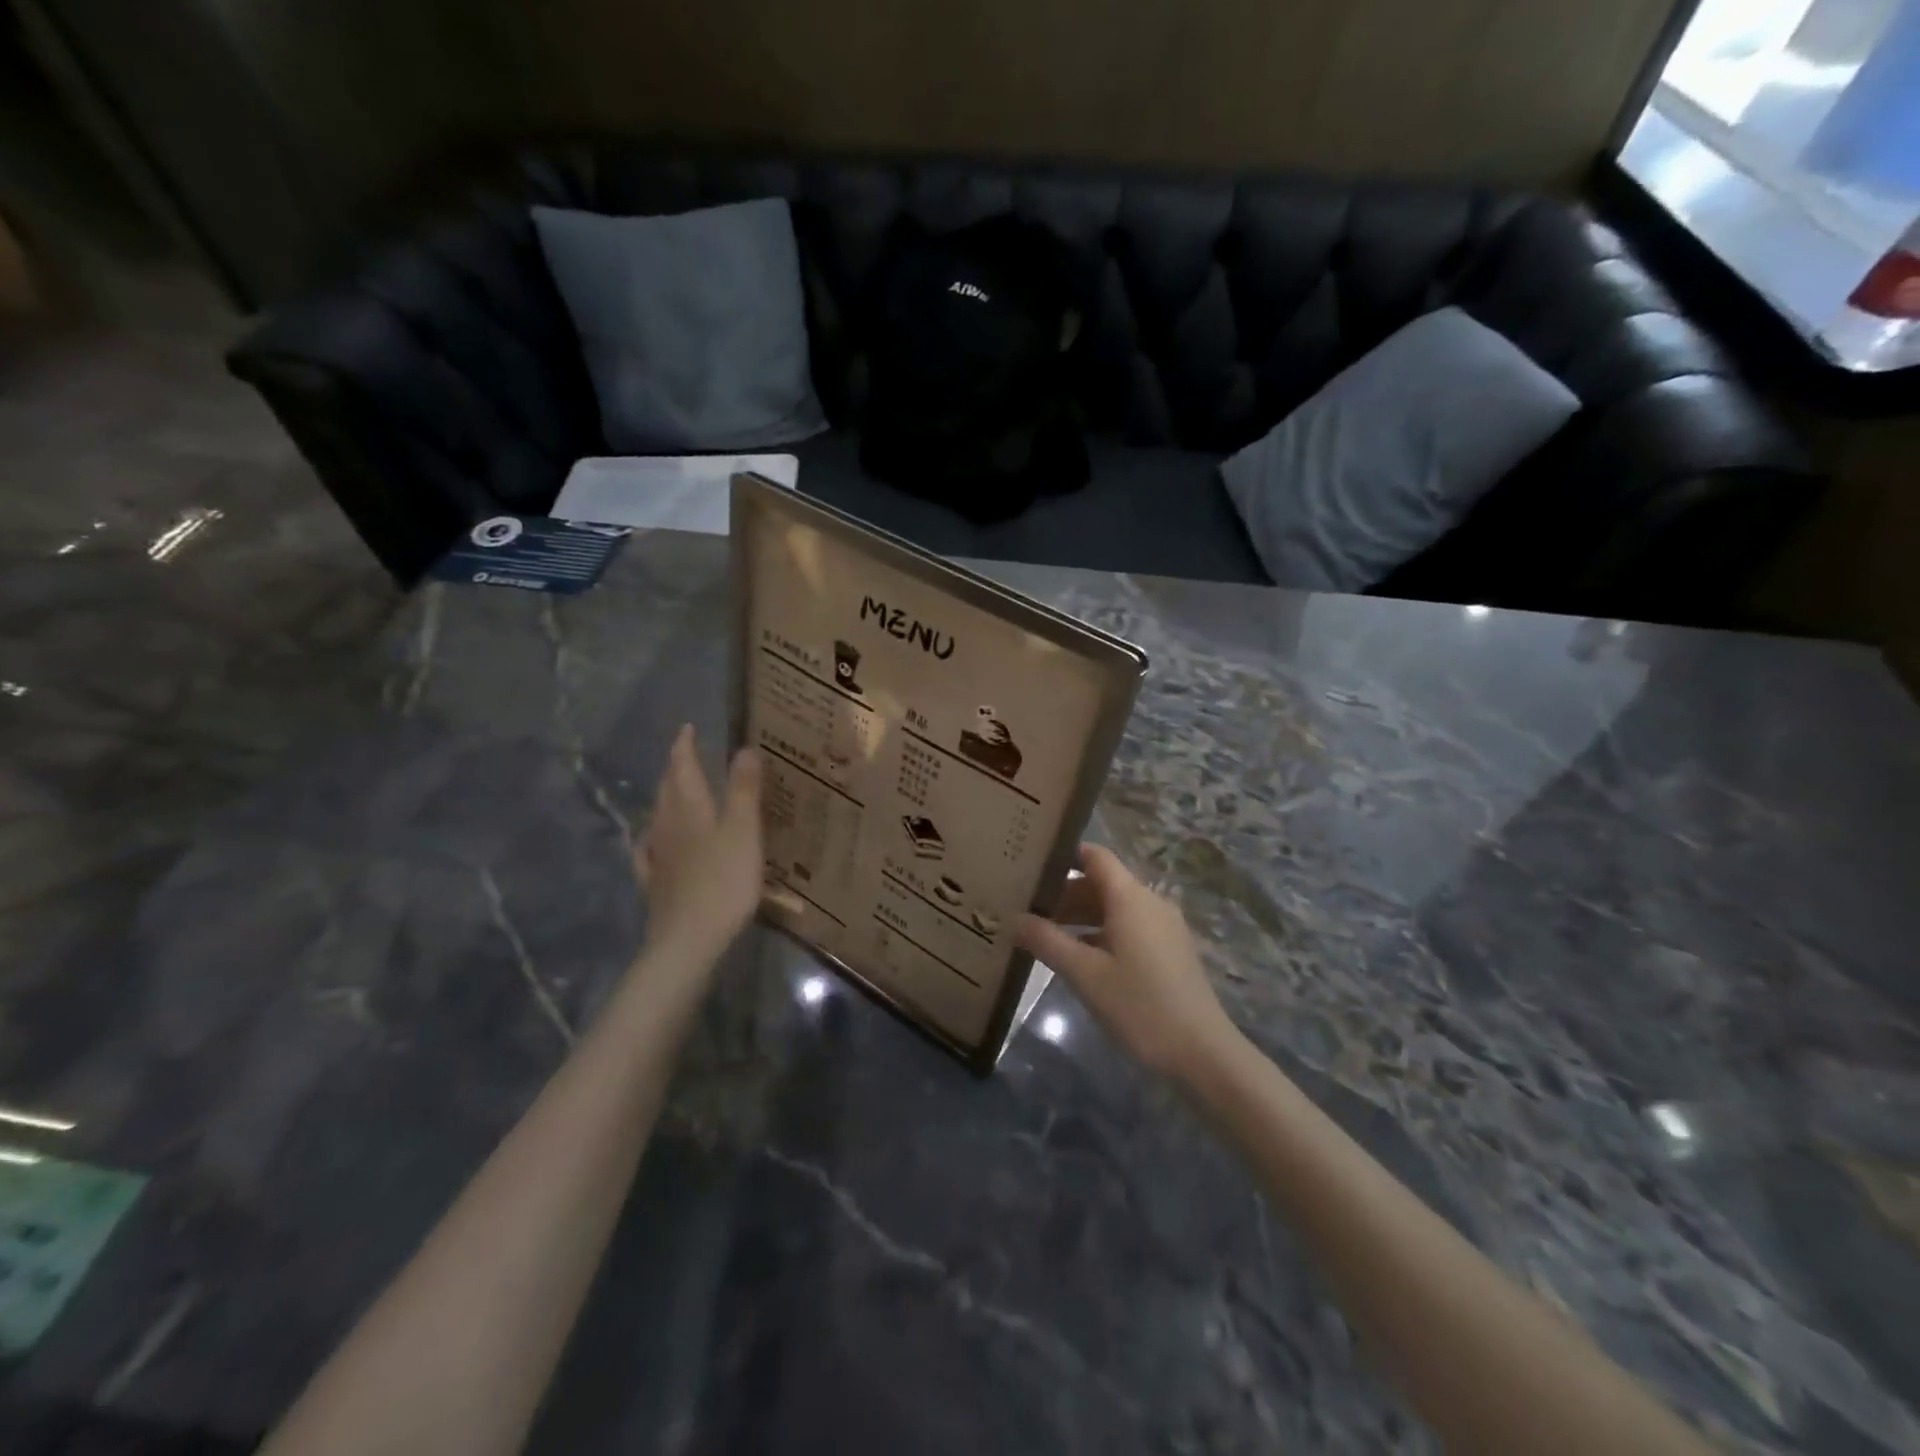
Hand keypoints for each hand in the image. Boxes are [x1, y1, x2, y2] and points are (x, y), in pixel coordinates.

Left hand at [634, 726, 764, 963]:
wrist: (688, 939)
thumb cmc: (723, 881)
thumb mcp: (744, 830)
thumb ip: (744, 789)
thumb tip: (743, 748)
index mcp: (689, 808)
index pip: (682, 767)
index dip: (684, 746)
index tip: (686, 728)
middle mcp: (667, 825)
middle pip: (668, 789)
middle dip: (675, 769)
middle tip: (684, 755)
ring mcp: (657, 856)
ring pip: (657, 817)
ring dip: (665, 799)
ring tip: (673, 791)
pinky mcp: (655, 883)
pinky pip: (648, 851)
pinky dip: (650, 838)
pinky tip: (649, 842)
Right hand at [1017, 844, 1238, 1080]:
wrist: (1202, 1053)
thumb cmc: (1140, 1006)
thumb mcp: (1084, 974)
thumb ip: (1046, 941)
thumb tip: (1013, 919)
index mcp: (1130, 897)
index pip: (1094, 855)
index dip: (1063, 855)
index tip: (1029, 864)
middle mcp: (1149, 902)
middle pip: (1101, 883)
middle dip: (1063, 893)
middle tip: (1025, 908)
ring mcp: (1163, 927)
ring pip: (1113, 908)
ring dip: (1079, 917)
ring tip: (1042, 935)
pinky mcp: (1169, 951)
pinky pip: (1128, 928)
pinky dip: (1099, 933)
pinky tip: (1076, 959)